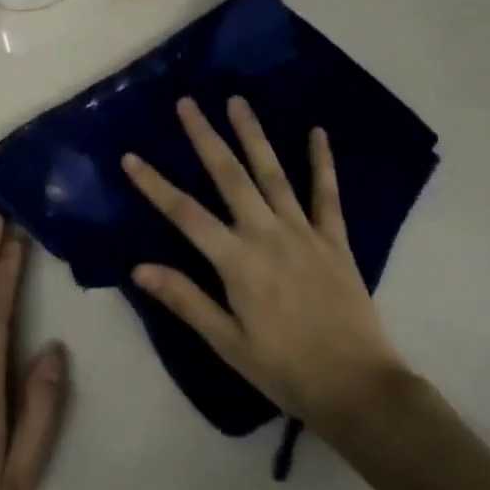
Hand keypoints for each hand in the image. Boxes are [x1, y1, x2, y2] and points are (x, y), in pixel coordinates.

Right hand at [122, 97, 408, 440]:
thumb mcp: (227, 343)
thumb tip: (138, 268)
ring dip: (253, 135)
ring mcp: (303, 232)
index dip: (155, 184)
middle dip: (205, 137)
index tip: (130, 156)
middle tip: (188, 103)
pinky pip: (327, 194)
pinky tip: (318, 132)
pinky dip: (322, 162)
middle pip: (229, 176)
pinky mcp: (335, 239)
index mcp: (237, 262)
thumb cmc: (284, 370)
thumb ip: (186, 300)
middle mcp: (267, 235)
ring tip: (237, 101)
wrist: (358, 388)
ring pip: (272, 173)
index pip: (185, 214)